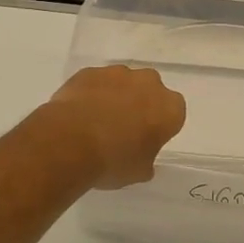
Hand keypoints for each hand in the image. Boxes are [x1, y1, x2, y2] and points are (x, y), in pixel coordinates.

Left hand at [41, 65, 186, 188]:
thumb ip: (147, 159)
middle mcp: (148, 83)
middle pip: (149, 91)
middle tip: (123, 129)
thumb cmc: (113, 160)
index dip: (160, 127)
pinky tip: (79, 114)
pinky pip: (96, 82)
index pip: (174, 113)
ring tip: (96, 122)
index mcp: (169, 108)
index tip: (146, 140)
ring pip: (122, 83)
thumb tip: (142, 155)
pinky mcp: (90, 71)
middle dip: (140, 104)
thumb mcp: (139, 172)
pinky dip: (91, 94)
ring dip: (114, 97)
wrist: (69, 141)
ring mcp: (117, 73)